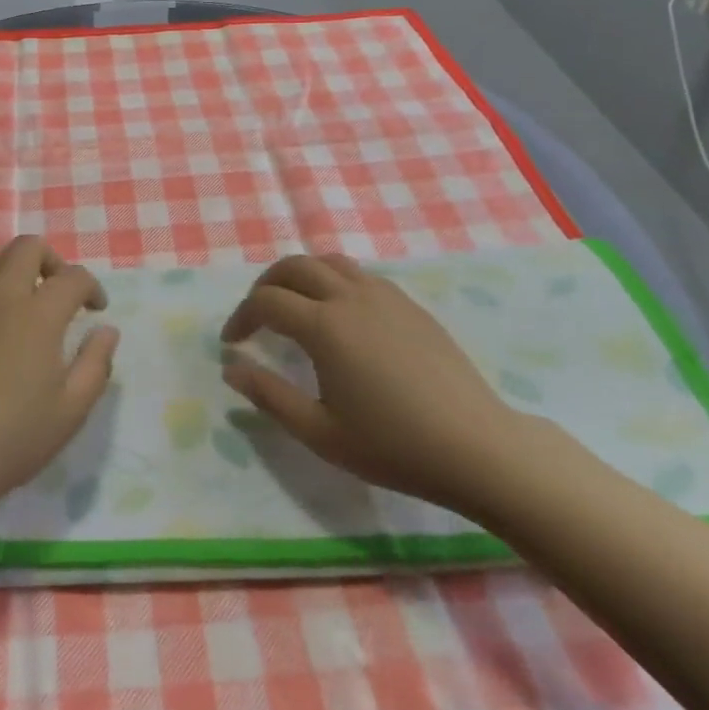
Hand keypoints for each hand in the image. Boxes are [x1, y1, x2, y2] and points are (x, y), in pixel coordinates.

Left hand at [0, 236, 118, 521]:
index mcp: (39, 313)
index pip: (73, 277)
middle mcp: (2, 294)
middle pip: (28, 247)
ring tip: (20, 295)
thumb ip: (95, 364)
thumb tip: (106, 330)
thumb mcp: (71, 411)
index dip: (91, 288)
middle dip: (52, 261)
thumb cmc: (11, 437)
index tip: (96, 311)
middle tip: (58, 292)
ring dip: (12, 264)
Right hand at [220, 254, 530, 514]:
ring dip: (301, 275)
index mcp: (324, 326)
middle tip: (257, 315)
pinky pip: (360, 275)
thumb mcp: (320, 432)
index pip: (266, 302)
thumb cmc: (394, 446)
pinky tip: (340, 315)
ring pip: (329, 261)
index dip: (241, 317)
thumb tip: (231, 367)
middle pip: (294, 266)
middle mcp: (350, 296)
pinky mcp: (409, 304)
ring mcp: (384, 295)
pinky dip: (334, 280)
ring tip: (294, 305)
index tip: (232, 344)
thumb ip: (269, 396)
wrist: (477, 448)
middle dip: (266, 285)